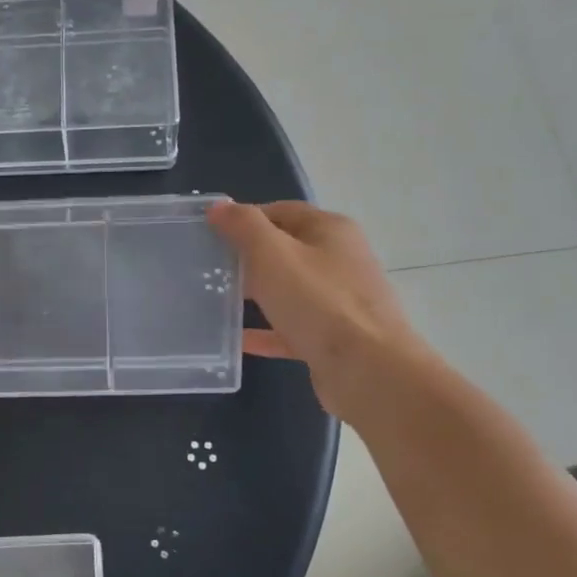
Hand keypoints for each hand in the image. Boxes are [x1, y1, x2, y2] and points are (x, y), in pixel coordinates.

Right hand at [206, 201, 428, 418]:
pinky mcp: (334, 337)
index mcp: (331, 230)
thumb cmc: (317, 301)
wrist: (367, 369)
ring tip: (217, 300)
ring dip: (255, 294)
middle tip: (209, 269)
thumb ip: (243, 226)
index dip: (244, 219)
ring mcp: (339, 300)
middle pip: (285, 250)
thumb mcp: (271, 254)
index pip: (281, 211)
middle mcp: (340, 260)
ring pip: (288, 290)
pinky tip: (238, 339)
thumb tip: (219, 207)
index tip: (210, 234)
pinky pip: (292, 327)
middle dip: (247, 257)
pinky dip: (266, 331)